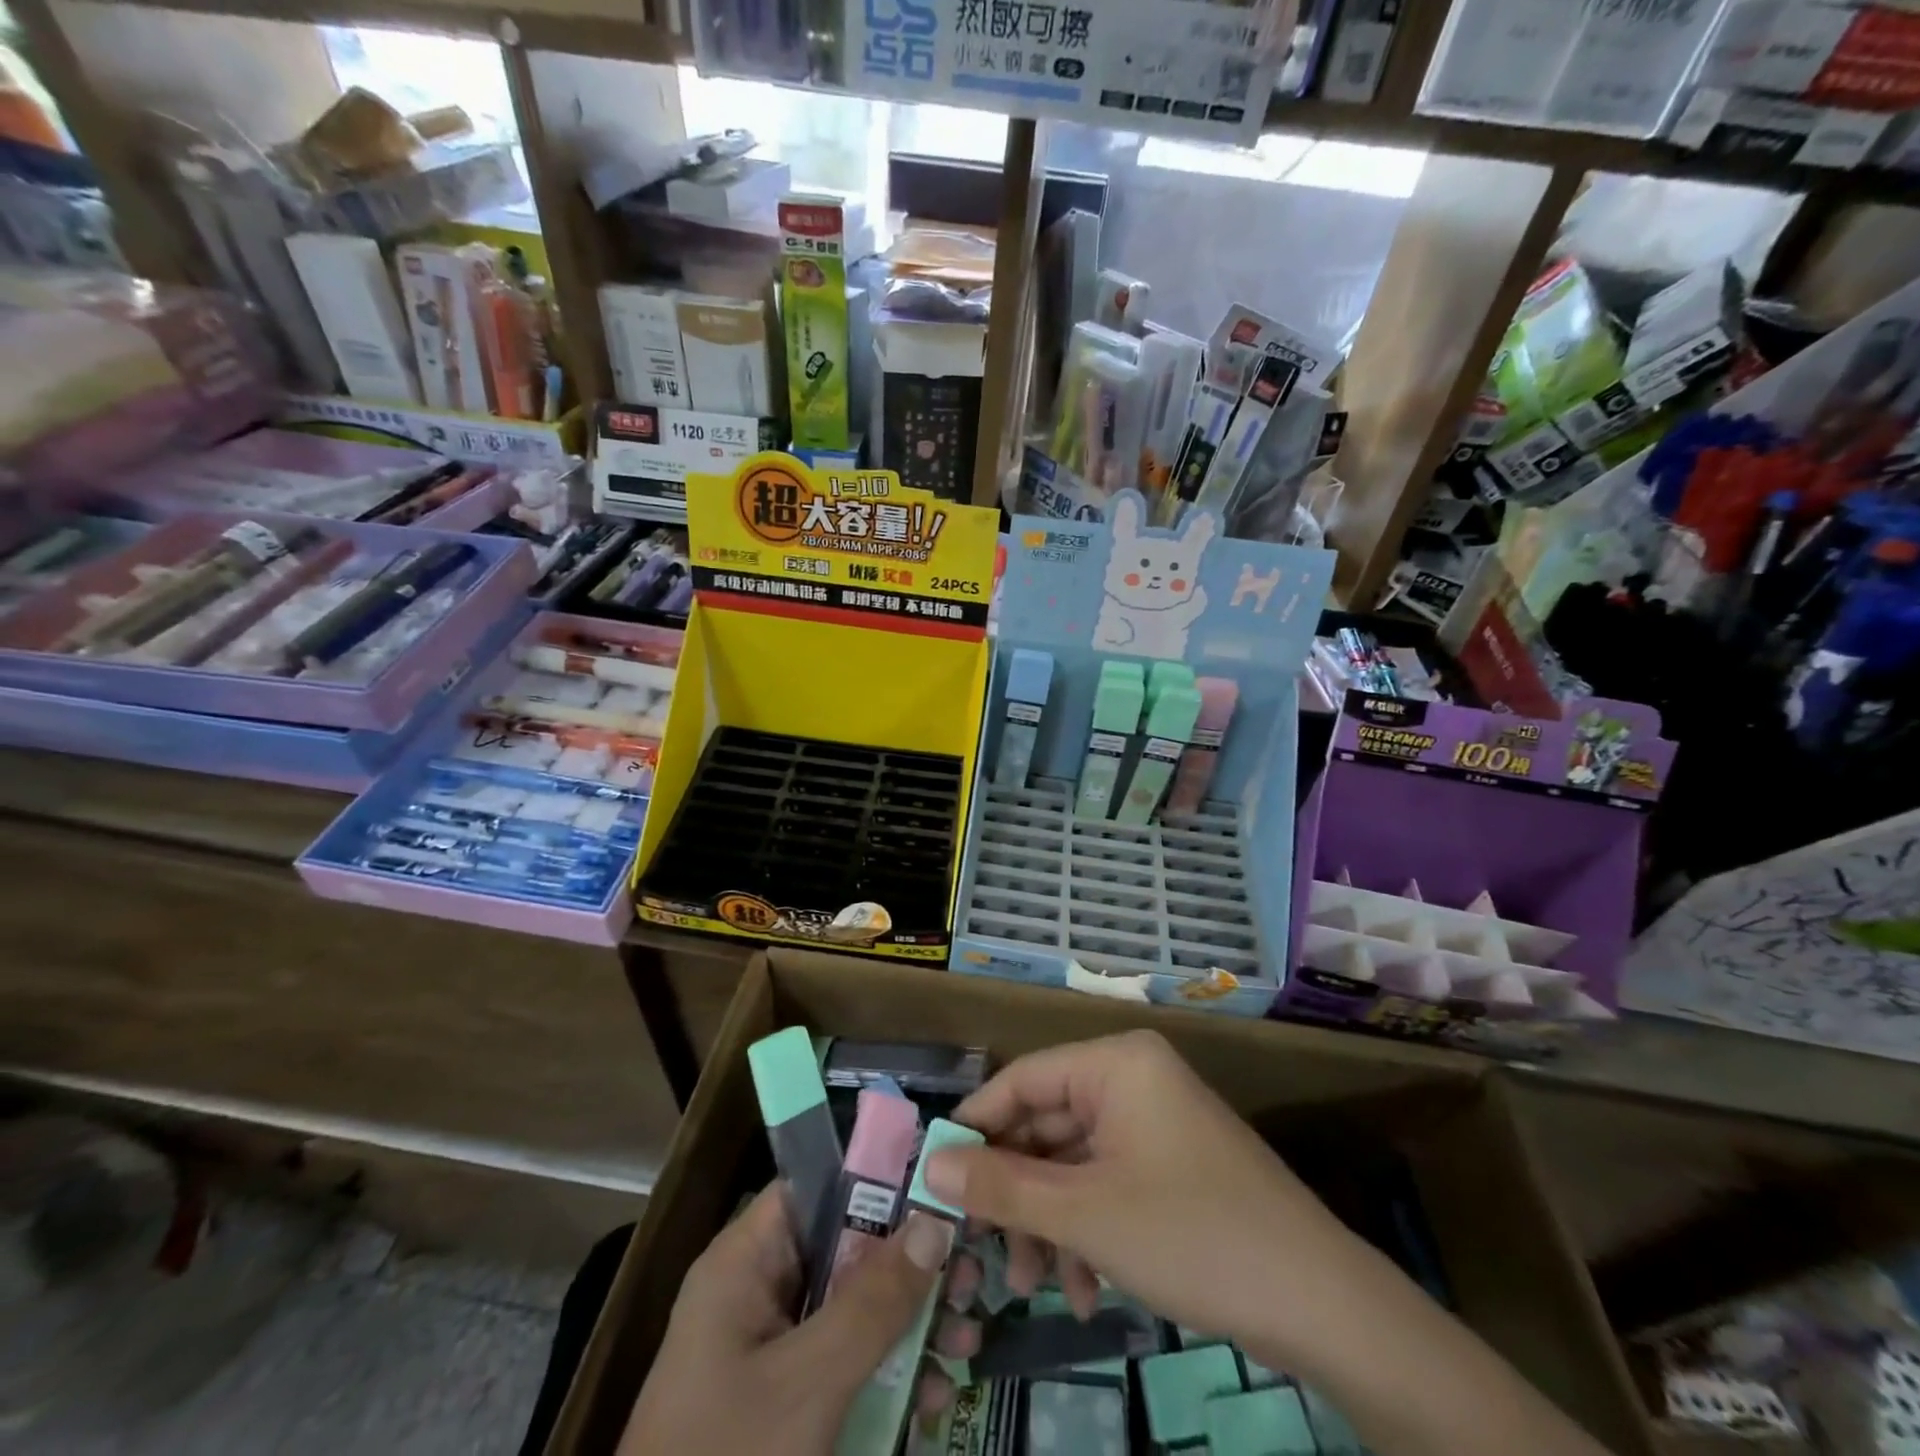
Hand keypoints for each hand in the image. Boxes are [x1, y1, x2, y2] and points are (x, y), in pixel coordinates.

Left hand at [620, 1185, 952, 1454]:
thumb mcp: (808, 1383)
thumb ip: (874, 1302)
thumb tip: (935, 1221)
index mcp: (746, 1262)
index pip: (817, 1185)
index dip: (878, 1177)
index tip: (941, 1189)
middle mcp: (759, 1291)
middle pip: (847, 1247)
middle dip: (912, 1264)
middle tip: (970, 1278)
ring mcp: (773, 1351)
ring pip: (856, 1308)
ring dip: (913, 1322)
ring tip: (969, 1339)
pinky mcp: (787, 1404)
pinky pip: (849, 1364)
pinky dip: (892, 1373)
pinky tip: (937, 1397)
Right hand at [920, 1030, 1366, 1368]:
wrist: (1321, 1304)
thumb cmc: (1193, 1235)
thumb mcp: (1086, 1214)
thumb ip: (1002, 1185)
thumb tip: (931, 1163)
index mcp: (1115, 1064)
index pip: (1022, 1079)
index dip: (976, 1126)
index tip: (936, 1178)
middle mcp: (1133, 1079)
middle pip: (1047, 1124)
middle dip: (1016, 1192)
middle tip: (982, 1250)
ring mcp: (1155, 1123)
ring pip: (1074, 1162)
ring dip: (1049, 1221)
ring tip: (1033, 1285)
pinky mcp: (1171, 1166)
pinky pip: (1107, 1183)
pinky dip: (1087, 1230)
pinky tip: (1083, 1289)